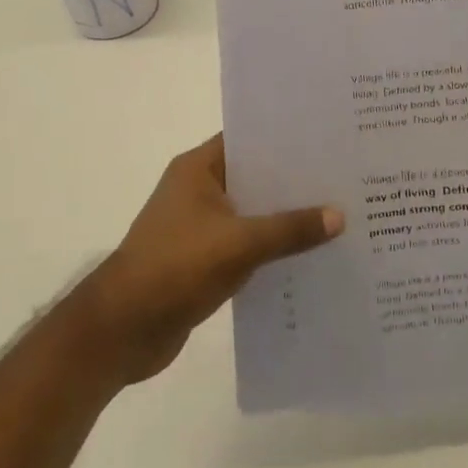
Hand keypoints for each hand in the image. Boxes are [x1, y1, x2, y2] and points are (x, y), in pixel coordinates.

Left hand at [68, 135, 342, 385]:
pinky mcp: (202, 259)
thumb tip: (339, 216)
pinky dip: (271, 248)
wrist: (123, 329)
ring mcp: (199, 226)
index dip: (285, 138)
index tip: (327, 139)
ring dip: (285, 218)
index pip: (248, 139)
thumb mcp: (240, 244)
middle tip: (344, 178)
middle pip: (254, 176)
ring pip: (252, 213)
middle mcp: (198, 190)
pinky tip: (308, 255)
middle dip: (294, 181)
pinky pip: (246, 244)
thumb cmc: (176, 268)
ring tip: (337, 215)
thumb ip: (290, 229)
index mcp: (198, 169)